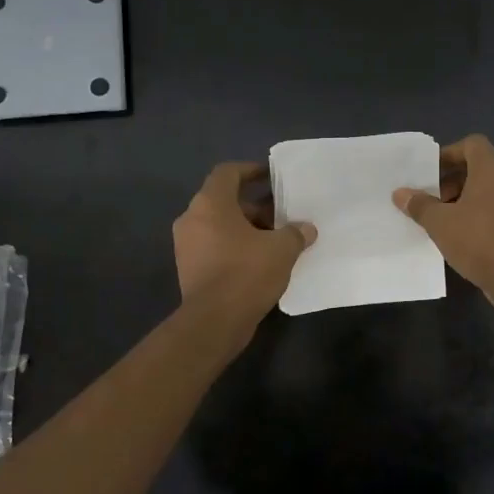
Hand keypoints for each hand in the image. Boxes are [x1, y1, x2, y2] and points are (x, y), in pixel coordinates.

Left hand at [174, 163, 315, 326]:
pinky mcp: (189, 268)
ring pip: (220, 225)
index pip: (228, 172)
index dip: (251, 170)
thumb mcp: (282, 249)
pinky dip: (235, 247)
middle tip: (282, 215)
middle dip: (255, 206)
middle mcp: (192, 219)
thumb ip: (296, 233)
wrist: (213, 322)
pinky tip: (261, 261)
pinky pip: (215, 246)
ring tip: (276, 240)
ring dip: (247, 228)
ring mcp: (187, 246)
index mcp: (210, 204)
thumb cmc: (246, 273)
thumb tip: (306, 228)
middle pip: (225, 200)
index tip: (272, 177)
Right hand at [393, 135, 493, 309]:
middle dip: (451, 179)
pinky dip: (477, 212)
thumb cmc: (478, 241)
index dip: (448, 153)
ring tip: (440, 218)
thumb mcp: (440, 223)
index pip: (472, 144)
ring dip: (462, 197)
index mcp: (493, 169)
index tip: (429, 172)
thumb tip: (400, 193)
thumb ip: (420, 204)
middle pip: (479, 166)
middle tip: (430, 198)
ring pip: (487, 188)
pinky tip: (458, 233)